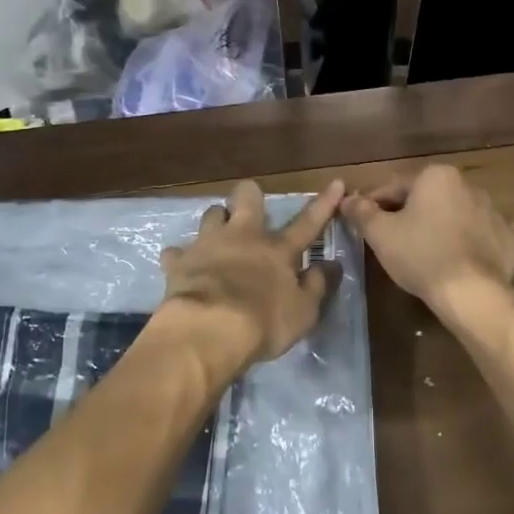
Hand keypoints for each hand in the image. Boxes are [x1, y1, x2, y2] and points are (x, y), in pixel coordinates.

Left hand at [159, 179, 345, 380]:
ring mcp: (208, 245)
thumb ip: (317, 286)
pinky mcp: (179, 262)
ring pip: (211, 214)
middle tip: (250, 209)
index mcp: (277, 250)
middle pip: (247, 197)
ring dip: (216, 222)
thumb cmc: (263, 322)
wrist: (208, 330)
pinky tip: (182, 268)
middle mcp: (243, 237)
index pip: (307, 223)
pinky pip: (176, 252)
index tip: (336, 183)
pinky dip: (181, 258)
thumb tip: (331, 265)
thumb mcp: (303, 313)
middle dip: (249, 195)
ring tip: (216, 237)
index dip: (323, 204)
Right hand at [341, 165, 513, 315]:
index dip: (375, 204)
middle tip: (394, 238)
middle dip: (411, 212)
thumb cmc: (420, 255)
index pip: (395, 187)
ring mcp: (495, 211)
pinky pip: (489, 232)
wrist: (471, 293)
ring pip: (459, 212)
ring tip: (429, 249)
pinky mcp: (511, 238)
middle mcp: (468, 185)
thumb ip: (362, 212)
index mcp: (436, 176)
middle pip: (428, 197)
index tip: (364, 222)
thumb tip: (348, 199)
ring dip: (444, 223)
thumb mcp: (380, 234)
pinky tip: (470, 252)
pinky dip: (479, 238)